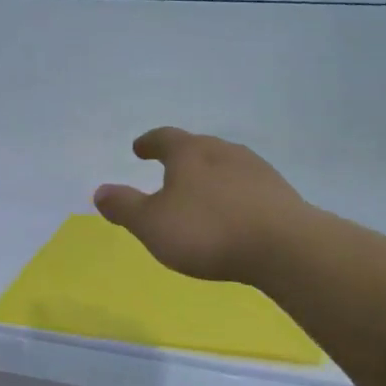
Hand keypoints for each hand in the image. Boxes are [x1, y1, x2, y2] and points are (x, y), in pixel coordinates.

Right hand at [93, 127, 308, 284]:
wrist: (285, 247)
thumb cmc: (207, 231)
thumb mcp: (151, 223)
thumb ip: (124, 207)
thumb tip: (100, 191)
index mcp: (190, 153)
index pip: (164, 137)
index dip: (149, 143)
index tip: (139, 148)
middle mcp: (224, 152)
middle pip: (198, 147)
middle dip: (181, 157)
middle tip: (168, 169)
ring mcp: (256, 170)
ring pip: (225, 165)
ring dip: (209, 175)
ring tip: (199, 193)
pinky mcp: (280, 194)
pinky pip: (246, 187)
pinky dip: (232, 195)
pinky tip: (231, 213)